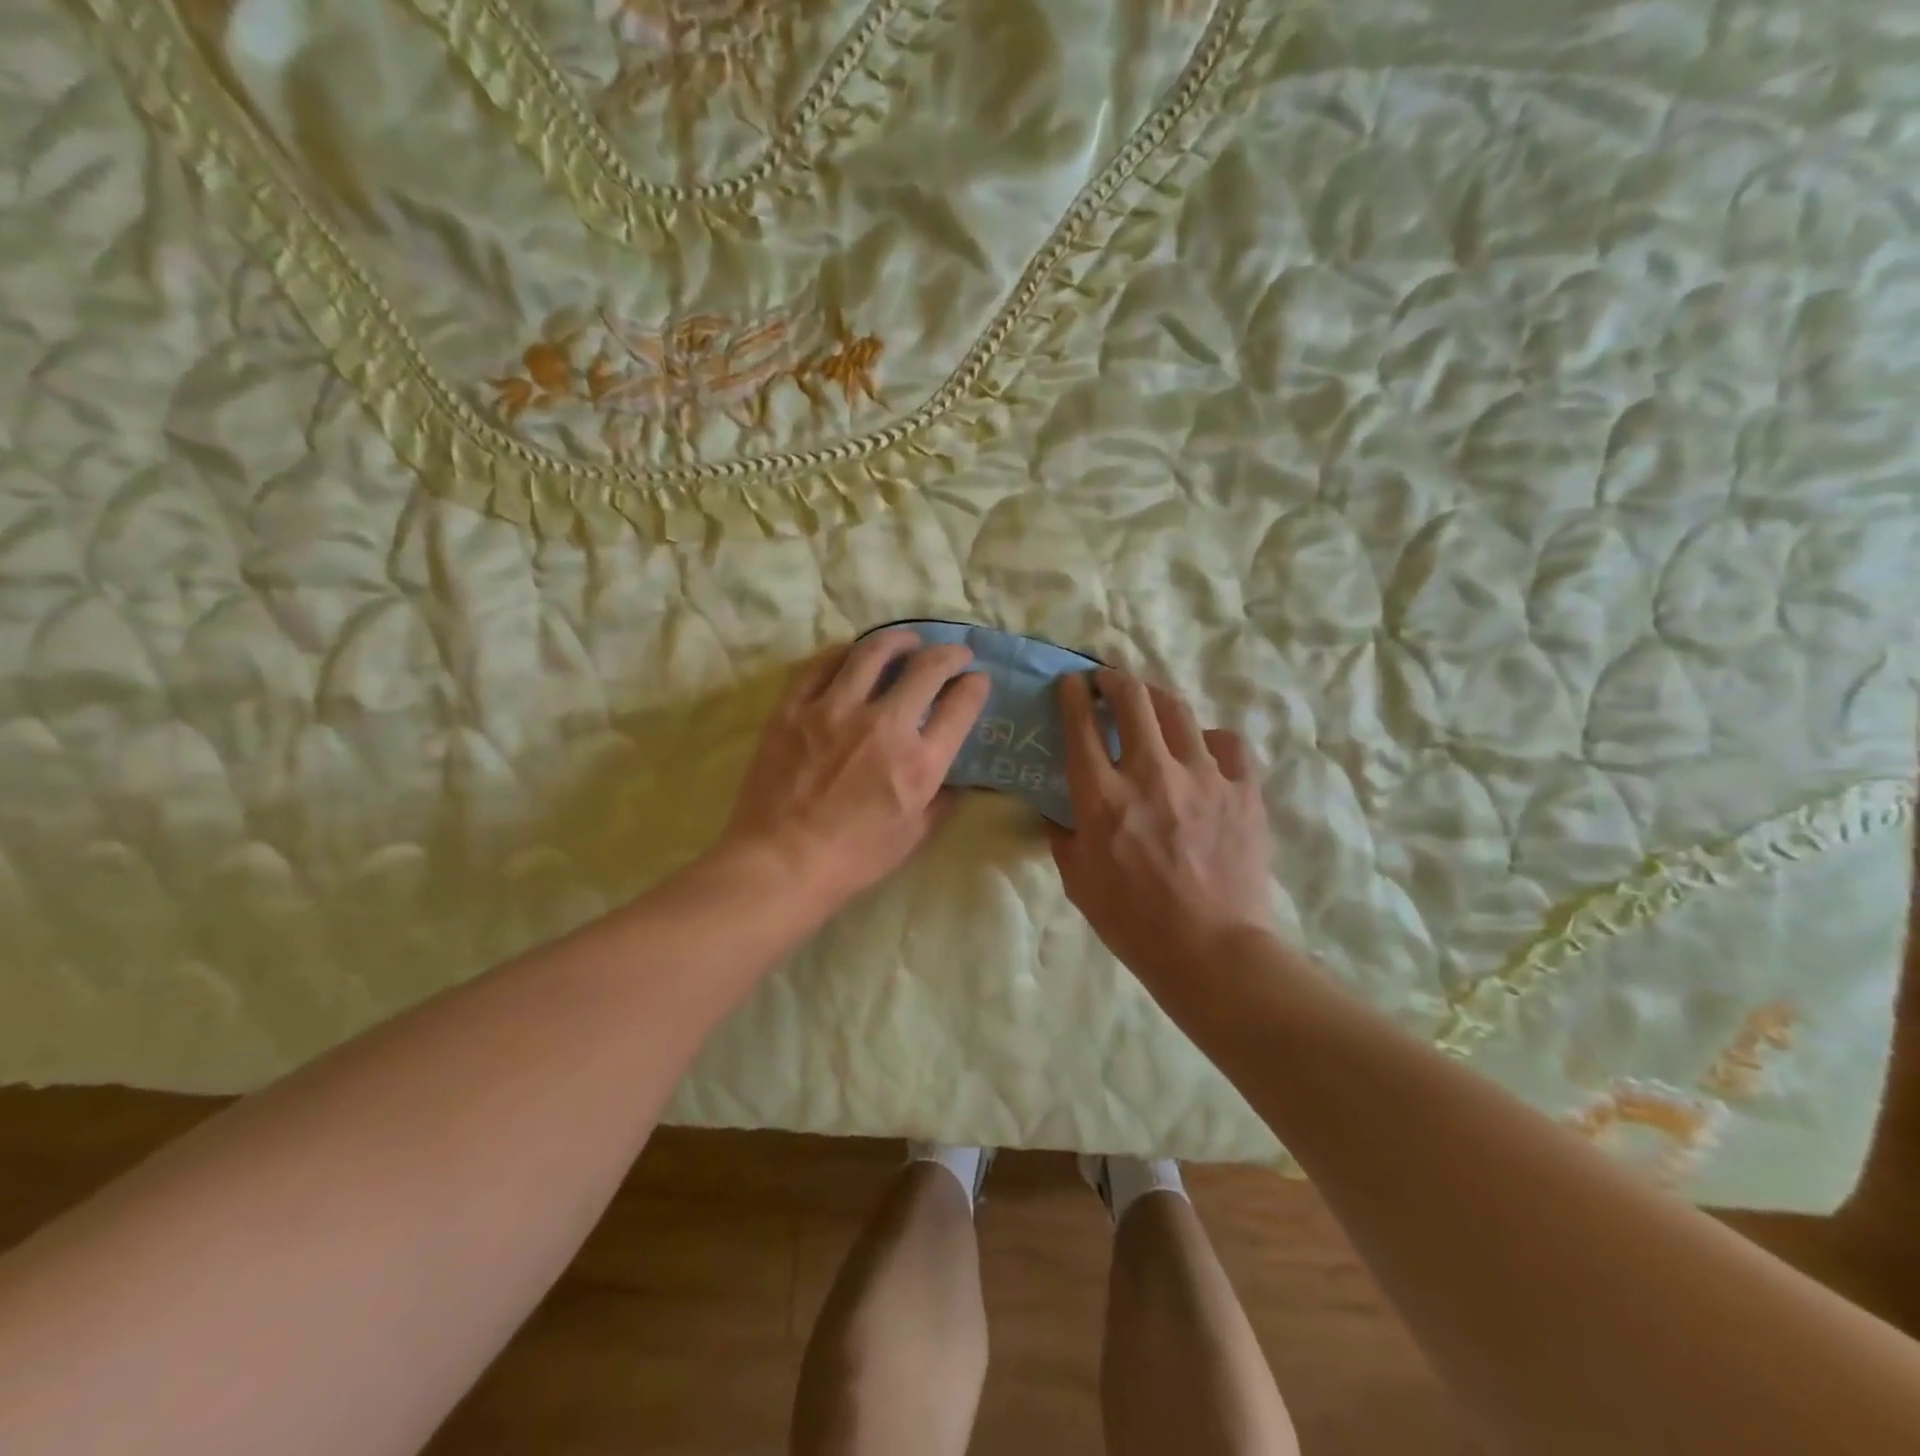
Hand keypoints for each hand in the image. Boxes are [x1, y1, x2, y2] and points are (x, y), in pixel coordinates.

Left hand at [722, 630, 991, 906]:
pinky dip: (845, 653)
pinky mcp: (794, 708)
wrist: (781, 863)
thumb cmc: (854, 858)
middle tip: (954, 654)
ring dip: (900, 640)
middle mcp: (883, 725)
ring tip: (907, 641)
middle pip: (927, 668)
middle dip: (950, 654)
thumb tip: (957, 775)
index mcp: (919, 761)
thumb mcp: (914, 835)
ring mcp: (834, 710)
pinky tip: (853, 654)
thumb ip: (942, 799)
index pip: (961, 704)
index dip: (975, 685)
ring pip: (874, 652)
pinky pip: (822, 664)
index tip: (977, 680)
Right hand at [1049, 668, 1274, 1001]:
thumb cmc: (1133, 922)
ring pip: (1178, 710)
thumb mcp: (1078, 881)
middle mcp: (1150, 773)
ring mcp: (1203, 776)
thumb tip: (1060, 811)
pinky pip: (1228, 743)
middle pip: (1132, 698)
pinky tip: (1203, 751)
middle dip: (1114, 679)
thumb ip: (1064, 836)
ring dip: (1156, 698)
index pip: (1081, 724)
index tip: (1071, 683)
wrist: (1211, 951)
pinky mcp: (1242, 790)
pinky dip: (1210, 739)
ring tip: (1150, 702)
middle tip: (1107, 681)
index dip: (1073, 694)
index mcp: (1102, 797)